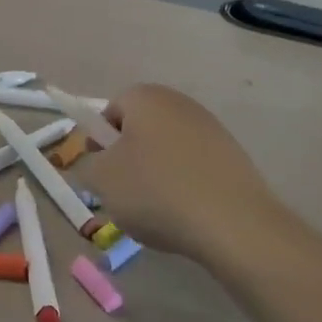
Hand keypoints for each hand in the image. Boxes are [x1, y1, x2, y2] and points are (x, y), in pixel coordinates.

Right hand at [80, 84, 295, 263]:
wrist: (232, 224)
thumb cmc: (155, 192)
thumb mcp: (101, 179)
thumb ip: (87, 163)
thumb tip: (98, 161)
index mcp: (147, 98)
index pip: (110, 111)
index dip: (100, 141)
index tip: (101, 171)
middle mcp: (181, 104)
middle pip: (140, 129)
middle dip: (128, 158)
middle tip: (123, 193)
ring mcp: (212, 129)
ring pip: (167, 150)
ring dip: (155, 174)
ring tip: (155, 210)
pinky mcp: (233, 157)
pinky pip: (193, 167)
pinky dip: (183, 186)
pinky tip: (184, 214)